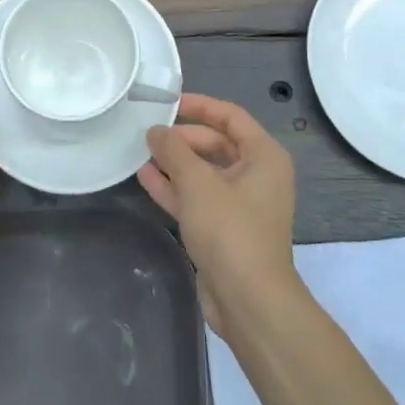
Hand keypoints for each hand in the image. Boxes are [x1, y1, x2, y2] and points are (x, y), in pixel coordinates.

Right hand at [138, 93, 297, 333]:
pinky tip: (145, 177)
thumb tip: (155, 131)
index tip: (167, 102)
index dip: (199, 106)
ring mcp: (241, 204)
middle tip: (148, 134)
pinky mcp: (225, 229)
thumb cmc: (230, 230)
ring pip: (204, 172)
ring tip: (140, 152)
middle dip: (182, 138)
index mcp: (264, 156)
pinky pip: (198, 197)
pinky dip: (175, 187)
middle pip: (216, 143)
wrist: (249, 302)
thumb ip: (173, 150)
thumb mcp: (198, 182)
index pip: (230, 116)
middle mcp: (257, 175)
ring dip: (175, 163)